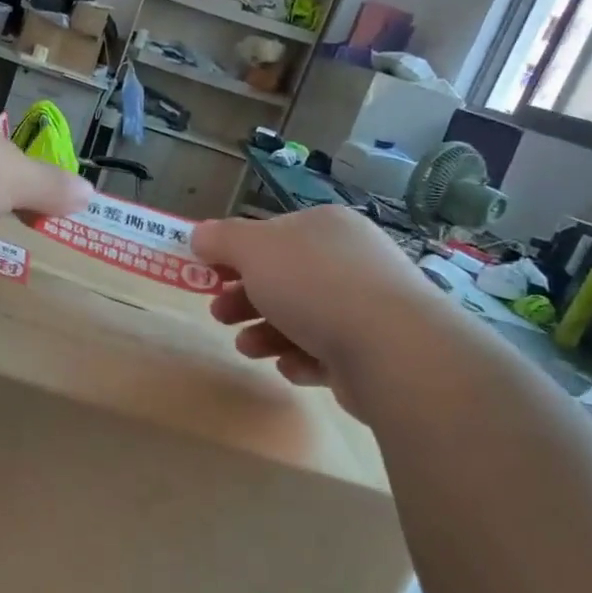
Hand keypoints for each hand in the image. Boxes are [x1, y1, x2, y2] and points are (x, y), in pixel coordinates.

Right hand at [192, 209, 430, 397]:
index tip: (208, 274)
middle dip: (245, 298)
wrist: (390, 348)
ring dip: (265, 332)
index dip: (237, 253)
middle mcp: (349, 260)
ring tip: (247, 348)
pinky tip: (290, 366)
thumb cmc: (314, 286)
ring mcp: (365, 306)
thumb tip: (200, 234)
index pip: (273, 234)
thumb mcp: (254, 250)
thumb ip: (222, 239)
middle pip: (284, 278)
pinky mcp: (372, 351)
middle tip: (219, 315)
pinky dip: (301, 358)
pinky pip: (324, 352)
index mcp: (325, 227)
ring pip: (301, 317)